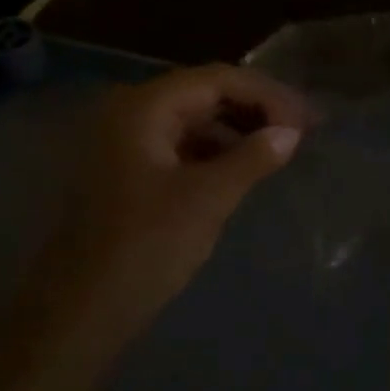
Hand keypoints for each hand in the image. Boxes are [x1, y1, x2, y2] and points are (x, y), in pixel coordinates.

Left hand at [37, 64, 310, 341]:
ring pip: (194, 119)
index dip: (267, 96)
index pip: (217, 80)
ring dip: (237, 129)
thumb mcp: (207, 199)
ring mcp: (127, 143)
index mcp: (144, 108)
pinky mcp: (129, 171)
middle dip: (255, 108)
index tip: (306, 123)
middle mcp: (131, 113)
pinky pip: (181, 145)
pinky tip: (244, 168)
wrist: (82, 310)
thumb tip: (291, 133)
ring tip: (279, 148)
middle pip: (204, 93)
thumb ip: (252, 158)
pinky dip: (216, 150)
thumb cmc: (145, 246)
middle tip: (301, 130)